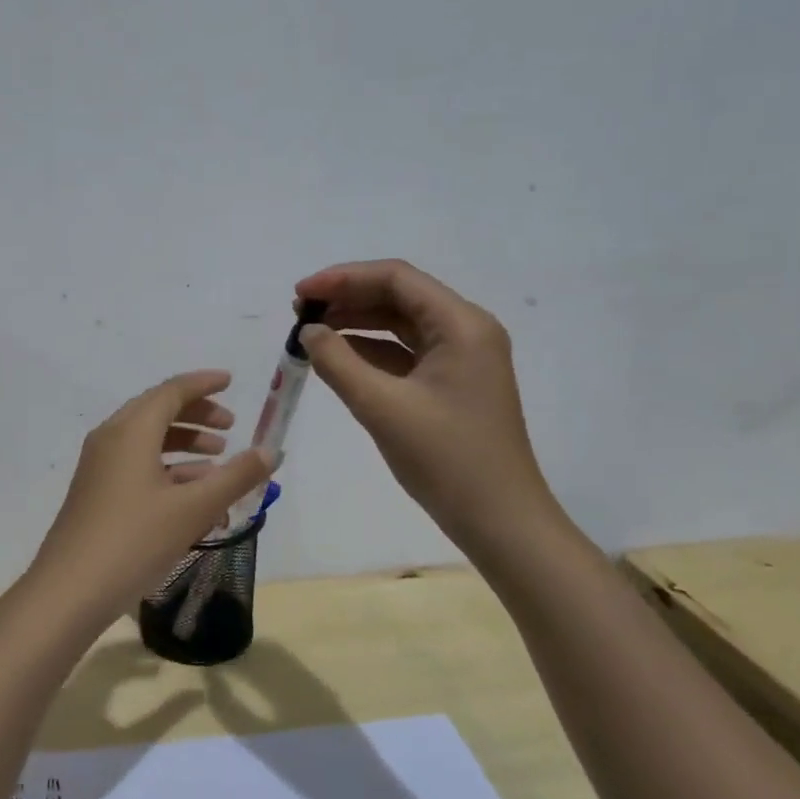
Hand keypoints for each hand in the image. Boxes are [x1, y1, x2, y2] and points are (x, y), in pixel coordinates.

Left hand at [23, 370, 275, 630]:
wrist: (70, 591)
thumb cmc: (134, 541)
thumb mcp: (193, 509)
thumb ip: (236, 477)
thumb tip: (271, 452)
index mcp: (131, 431)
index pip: (171, 391)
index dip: (204, 384)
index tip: (232, 382)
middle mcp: (111, 439)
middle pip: (158, 411)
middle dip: (197, 414)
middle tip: (231, 428)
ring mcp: (99, 467)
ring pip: (147, 441)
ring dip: (184, 444)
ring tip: (217, 462)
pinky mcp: (96, 492)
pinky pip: (137, 465)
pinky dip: (167, 469)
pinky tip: (192, 495)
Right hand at [294, 260, 559, 555]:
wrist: (499, 520)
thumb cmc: (445, 460)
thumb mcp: (382, 408)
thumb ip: (338, 362)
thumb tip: (308, 331)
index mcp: (461, 325)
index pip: (396, 279)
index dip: (343, 278)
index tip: (301, 294)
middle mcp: (466, 331)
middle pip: (399, 296)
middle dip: (348, 298)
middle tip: (300, 312)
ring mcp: (462, 358)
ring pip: (401, 324)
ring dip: (357, 323)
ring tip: (311, 332)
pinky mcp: (453, 383)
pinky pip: (406, 353)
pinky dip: (371, 351)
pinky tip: (338, 358)